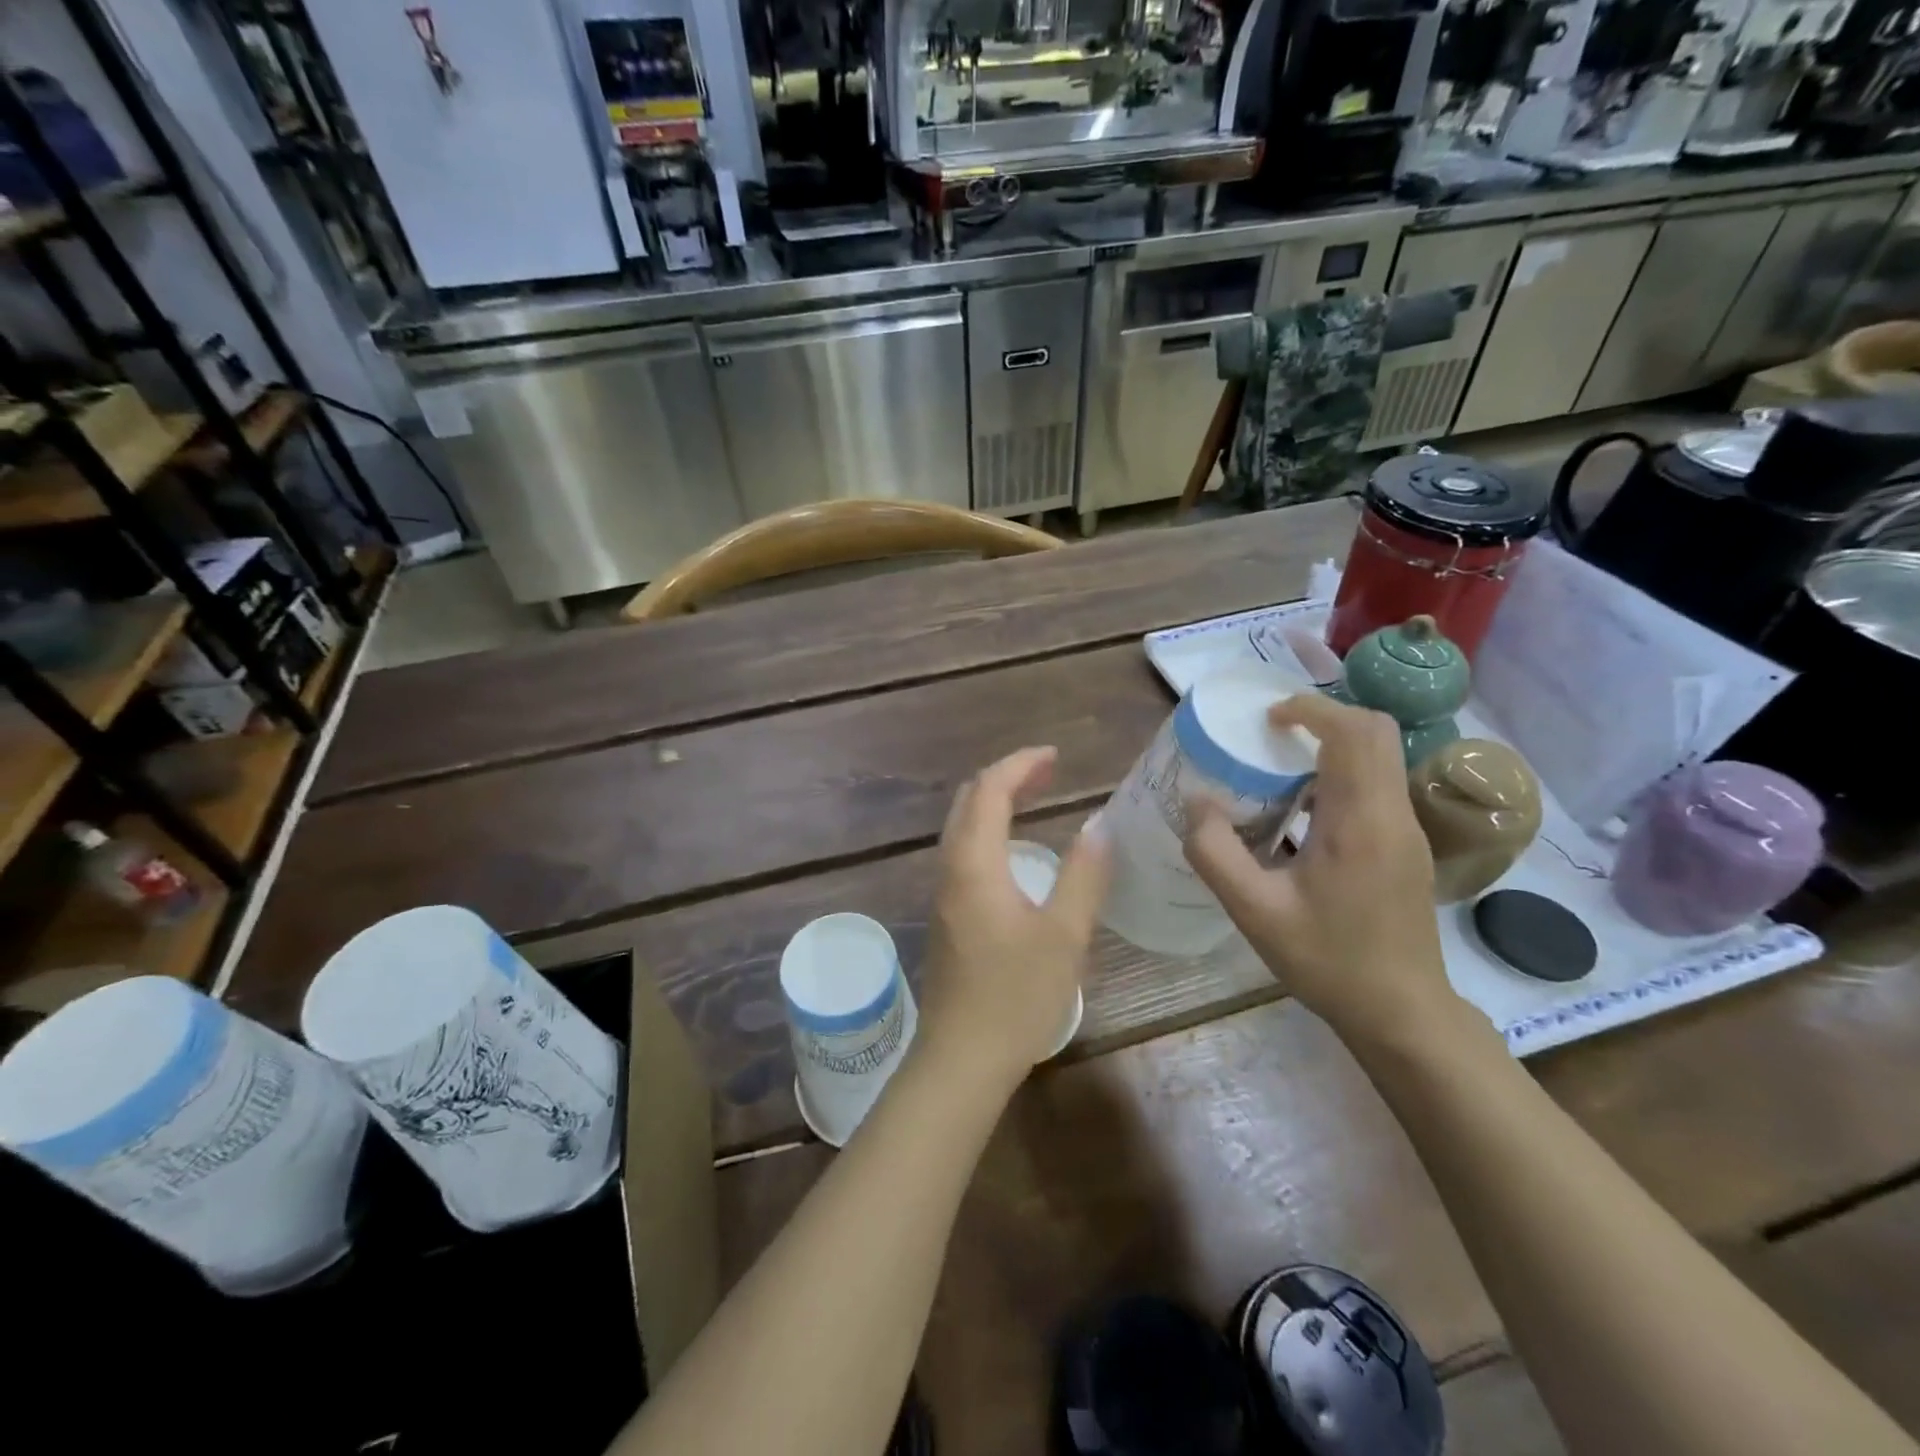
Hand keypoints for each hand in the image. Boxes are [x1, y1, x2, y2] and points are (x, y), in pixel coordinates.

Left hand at [916, 747, 1110, 1089]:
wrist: (961, 1059)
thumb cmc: (1015, 996)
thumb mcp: (1063, 935)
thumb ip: (1083, 876)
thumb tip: (1098, 826)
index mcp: (974, 863)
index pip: (989, 789)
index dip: (1021, 764)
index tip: (1057, 757)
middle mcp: (950, 868)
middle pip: (968, 800)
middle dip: (1006, 776)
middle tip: (1050, 774)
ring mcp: (943, 893)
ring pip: (962, 826)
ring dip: (995, 802)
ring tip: (1036, 798)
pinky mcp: (947, 915)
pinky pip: (964, 851)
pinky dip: (990, 830)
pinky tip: (1017, 850)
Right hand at [1181, 694, 1457, 1044]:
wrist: (1401, 1012)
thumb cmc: (1327, 960)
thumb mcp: (1255, 912)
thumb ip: (1215, 853)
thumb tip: (1196, 801)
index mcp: (1361, 820)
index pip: (1353, 732)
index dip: (1310, 709)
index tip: (1266, 719)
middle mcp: (1393, 814)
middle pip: (1375, 732)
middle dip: (1324, 717)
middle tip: (1271, 734)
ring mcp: (1406, 830)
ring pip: (1380, 757)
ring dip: (1332, 745)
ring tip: (1278, 767)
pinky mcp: (1405, 846)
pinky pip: (1376, 786)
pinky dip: (1340, 774)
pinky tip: (1301, 811)